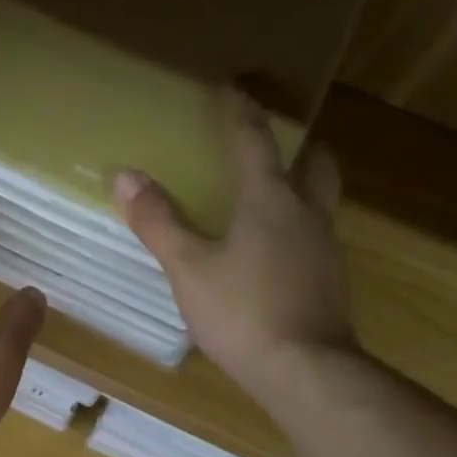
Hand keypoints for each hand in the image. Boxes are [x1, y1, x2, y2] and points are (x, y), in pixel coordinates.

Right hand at [113, 89, 355, 397]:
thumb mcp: (188, 268)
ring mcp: (325, 248)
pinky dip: (298, 230)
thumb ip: (158, 222)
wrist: (305, 369)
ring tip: (271, 198)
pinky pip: (316, 237)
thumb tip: (125, 177)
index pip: (254, 140)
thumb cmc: (241, 312)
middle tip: (273, 145)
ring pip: (320, 201)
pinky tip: (275, 254)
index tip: (231, 86)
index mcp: (269, 199)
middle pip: (313, 163)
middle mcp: (306, 213)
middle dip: (297, 146)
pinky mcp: (331, 280)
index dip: (240, 111)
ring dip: (301, 187)